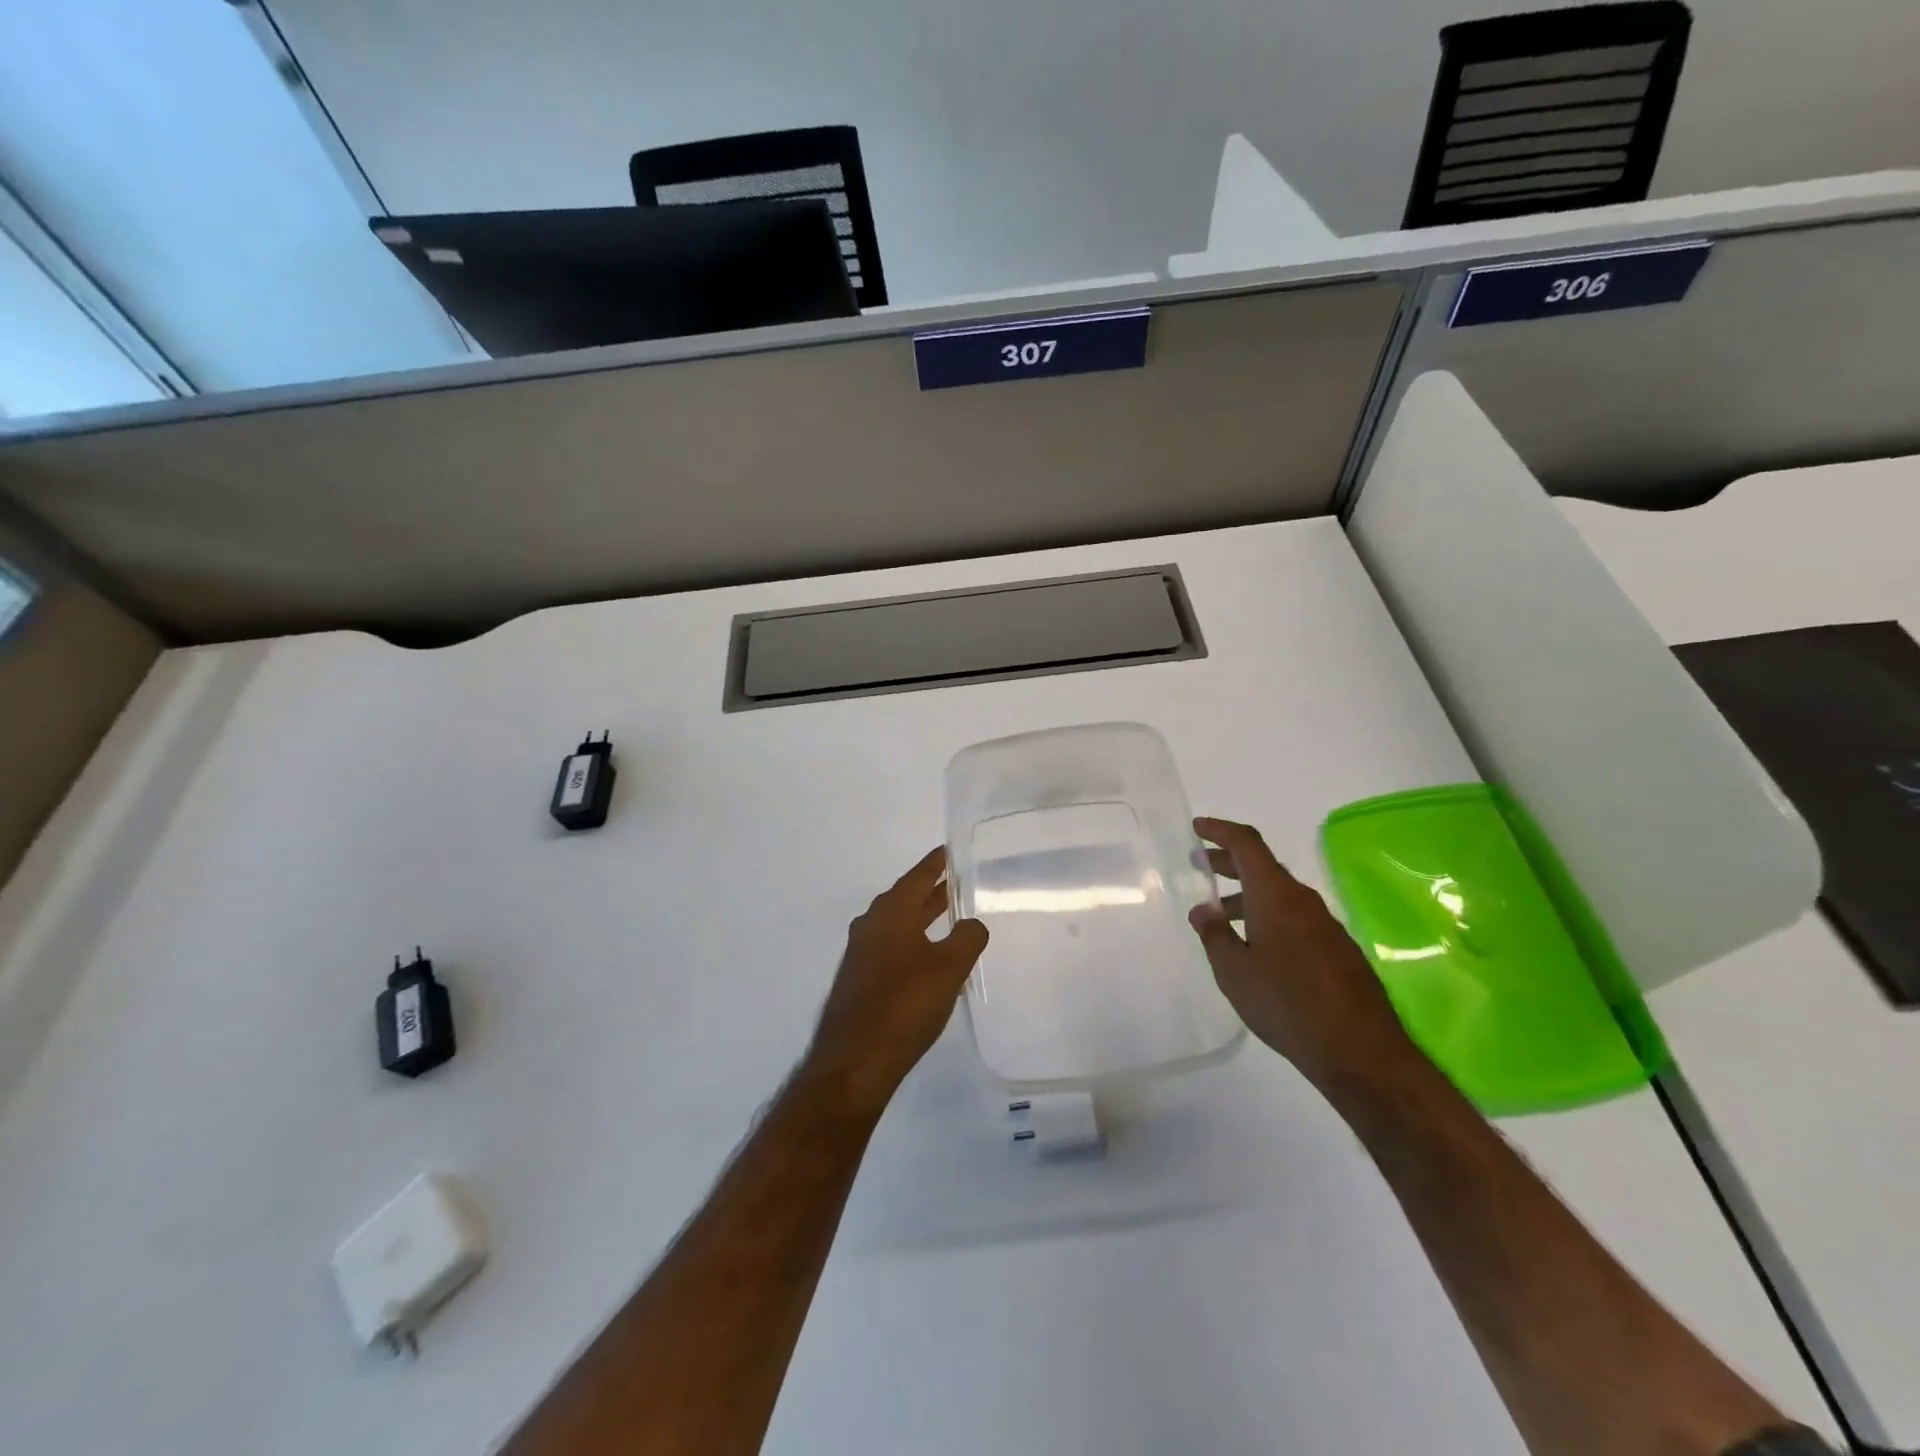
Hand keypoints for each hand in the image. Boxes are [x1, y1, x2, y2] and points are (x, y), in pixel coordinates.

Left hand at [805, 847, 988, 1114]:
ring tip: (946, 916)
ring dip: (920, 918)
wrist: (855, 1061)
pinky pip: (890, 949)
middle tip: (954, 882)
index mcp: (890, 914)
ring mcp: (861, 956)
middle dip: (929, 892)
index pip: (916, 878)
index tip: (948, 851)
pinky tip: (927, 960)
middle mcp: (870, 927)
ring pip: (896, 926)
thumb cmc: (904, 1004)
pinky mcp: (859, 983)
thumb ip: (967, 939)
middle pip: (904, 900)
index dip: (934, 865)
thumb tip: (973, 924)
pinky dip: (911, 943)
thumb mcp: (948, 968)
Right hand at [1188, 816, 1415, 1092]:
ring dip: (1247, 894)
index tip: (1197, 828)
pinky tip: (1256, 946)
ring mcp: (1325, 924)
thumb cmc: (1286, 1003)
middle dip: (1229, 861)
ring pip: (1279, 895)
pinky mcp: (1337, 949)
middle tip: (1199, 864)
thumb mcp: (1234, 971)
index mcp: (1275, 895)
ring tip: (1220, 913)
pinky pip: (1295, 917)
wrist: (1360, 1051)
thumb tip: (1203, 909)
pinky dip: (1268, 916)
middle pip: (1263, 866)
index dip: (1220, 831)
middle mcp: (1303, 900)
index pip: (1246, 844)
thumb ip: (1214, 934)